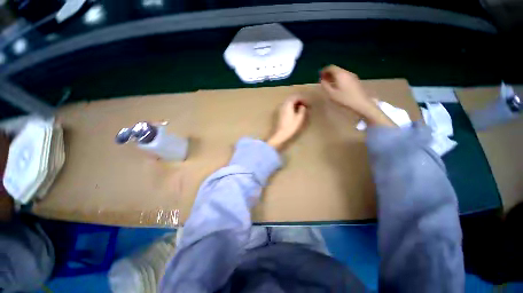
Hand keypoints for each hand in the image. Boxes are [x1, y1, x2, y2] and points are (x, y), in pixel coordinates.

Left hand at [267, 95, 307, 150]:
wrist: (280, 134)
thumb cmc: (290, 127)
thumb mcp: (299, 118)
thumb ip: (302, 110)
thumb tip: (302, 106)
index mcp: (288, 104)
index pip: (296, 97)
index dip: (303, 99)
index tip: (308, 104)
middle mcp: (283, 104)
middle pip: (292, 98)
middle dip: (299, 100)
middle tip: (306, 105)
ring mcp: (280, 108)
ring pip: (288, 102)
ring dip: (295, 104)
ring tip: (302, 109)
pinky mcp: (279, 113)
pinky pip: (286, 106)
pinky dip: (291, 107)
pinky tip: (295, 112)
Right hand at [320, 65, 394, 126]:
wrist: (361, 103)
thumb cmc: (345, 99)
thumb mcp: (332, 94)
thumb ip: (325, 86)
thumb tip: (322, 80)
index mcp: (340, 75)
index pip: (331, 67)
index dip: (324, 70)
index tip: (319, 75)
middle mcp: (347, 72)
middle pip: (336, 69)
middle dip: (328, 73)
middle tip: (323, 80)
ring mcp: (352, 76)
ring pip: (340, 73)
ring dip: (333, 76)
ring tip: (328, 83)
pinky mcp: (355, 80)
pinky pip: (344, 76)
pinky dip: (338, 78)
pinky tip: (336, 85)